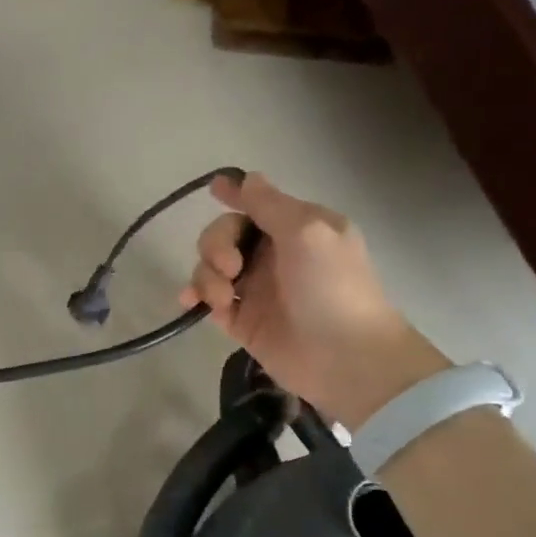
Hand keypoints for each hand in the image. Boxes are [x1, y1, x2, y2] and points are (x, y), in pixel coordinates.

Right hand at [180, 172, 449, 426]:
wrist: (345, 358)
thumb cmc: (332, 287)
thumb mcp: (308, 231)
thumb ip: (271, 204)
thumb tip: (246, 178)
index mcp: (296, 228)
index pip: (256, 204)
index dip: (234, 196)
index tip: (213, 190)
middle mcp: (273, 254)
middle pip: (224, 234)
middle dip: (217, 245)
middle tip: (231, 268)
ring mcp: (255, 289)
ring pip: (211, 267)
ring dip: (206, 275)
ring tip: (220, 297)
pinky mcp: (241, 321)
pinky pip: (208, 299)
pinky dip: (196, 296)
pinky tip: (190, 303)